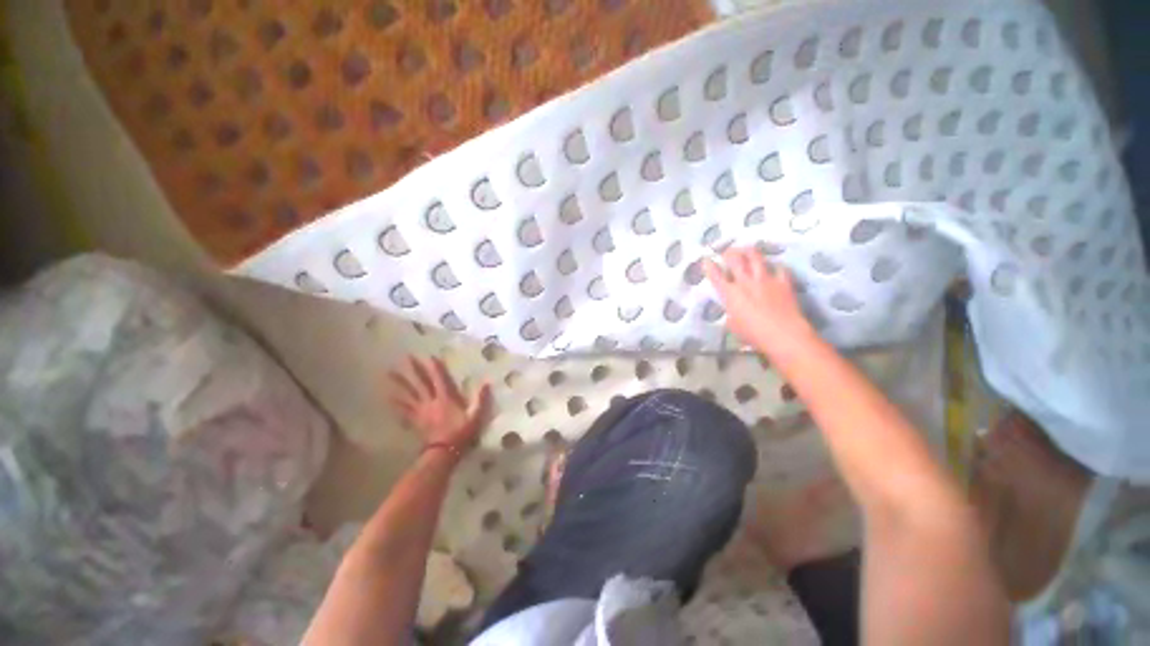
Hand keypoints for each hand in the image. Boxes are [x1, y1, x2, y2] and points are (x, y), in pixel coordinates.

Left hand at [389, 356, 491, 453]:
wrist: (444, 453)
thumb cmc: (461, 433)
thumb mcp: (476, 416)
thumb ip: (481, 399)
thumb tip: (487, 382)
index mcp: (446, 398)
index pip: (440, 379)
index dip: (435, 367)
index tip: (429, 356)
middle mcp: (431, 402)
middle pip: (421, 383)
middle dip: (414, 370)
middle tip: (405, 357)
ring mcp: (421, 412)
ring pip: (408, 395)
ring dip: (399, 384)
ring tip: (388, 375)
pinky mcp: (416, 422)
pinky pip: (404, 411)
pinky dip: (397, 405)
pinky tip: (389, 399)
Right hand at [704, 247, 810, 350]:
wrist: (782, 334)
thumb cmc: (753, 334)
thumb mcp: (733, 326)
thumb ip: (730, 313)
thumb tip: (732, 310)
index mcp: (730, 294)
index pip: (716, 276)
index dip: (709, 266)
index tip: (706, 259)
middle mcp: (745, 282)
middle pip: (735, 260)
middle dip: (729, 253)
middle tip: (728, 252)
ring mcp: (765, 280)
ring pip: (756, 258)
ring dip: (750, 252)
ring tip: (747, 249)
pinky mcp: (783, 282)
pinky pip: (780, 268)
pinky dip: (776, 266)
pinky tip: (775, 266)